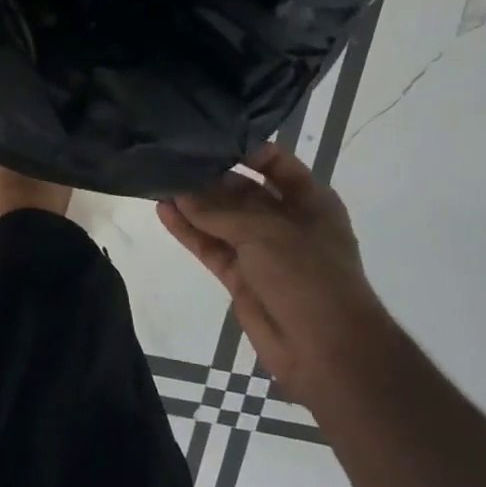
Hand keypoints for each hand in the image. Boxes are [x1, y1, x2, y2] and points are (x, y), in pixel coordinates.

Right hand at [158, 145, 392, 402]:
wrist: (326, 351)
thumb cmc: (309, 276)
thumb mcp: (266, 232)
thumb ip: (220, 210)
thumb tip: (179, 192)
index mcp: (309, 201)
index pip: (275, 163)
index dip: (244, 149)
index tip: (206, 136)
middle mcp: (285, 221)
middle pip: (242, 190)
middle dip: (210, 176)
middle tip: (172, 157)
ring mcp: (261, 251)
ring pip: (221, 220)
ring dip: (194, 204)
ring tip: (159, 180)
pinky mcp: (240, 276)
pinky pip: (210, 247)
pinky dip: (189, 232)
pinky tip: (164, 212)